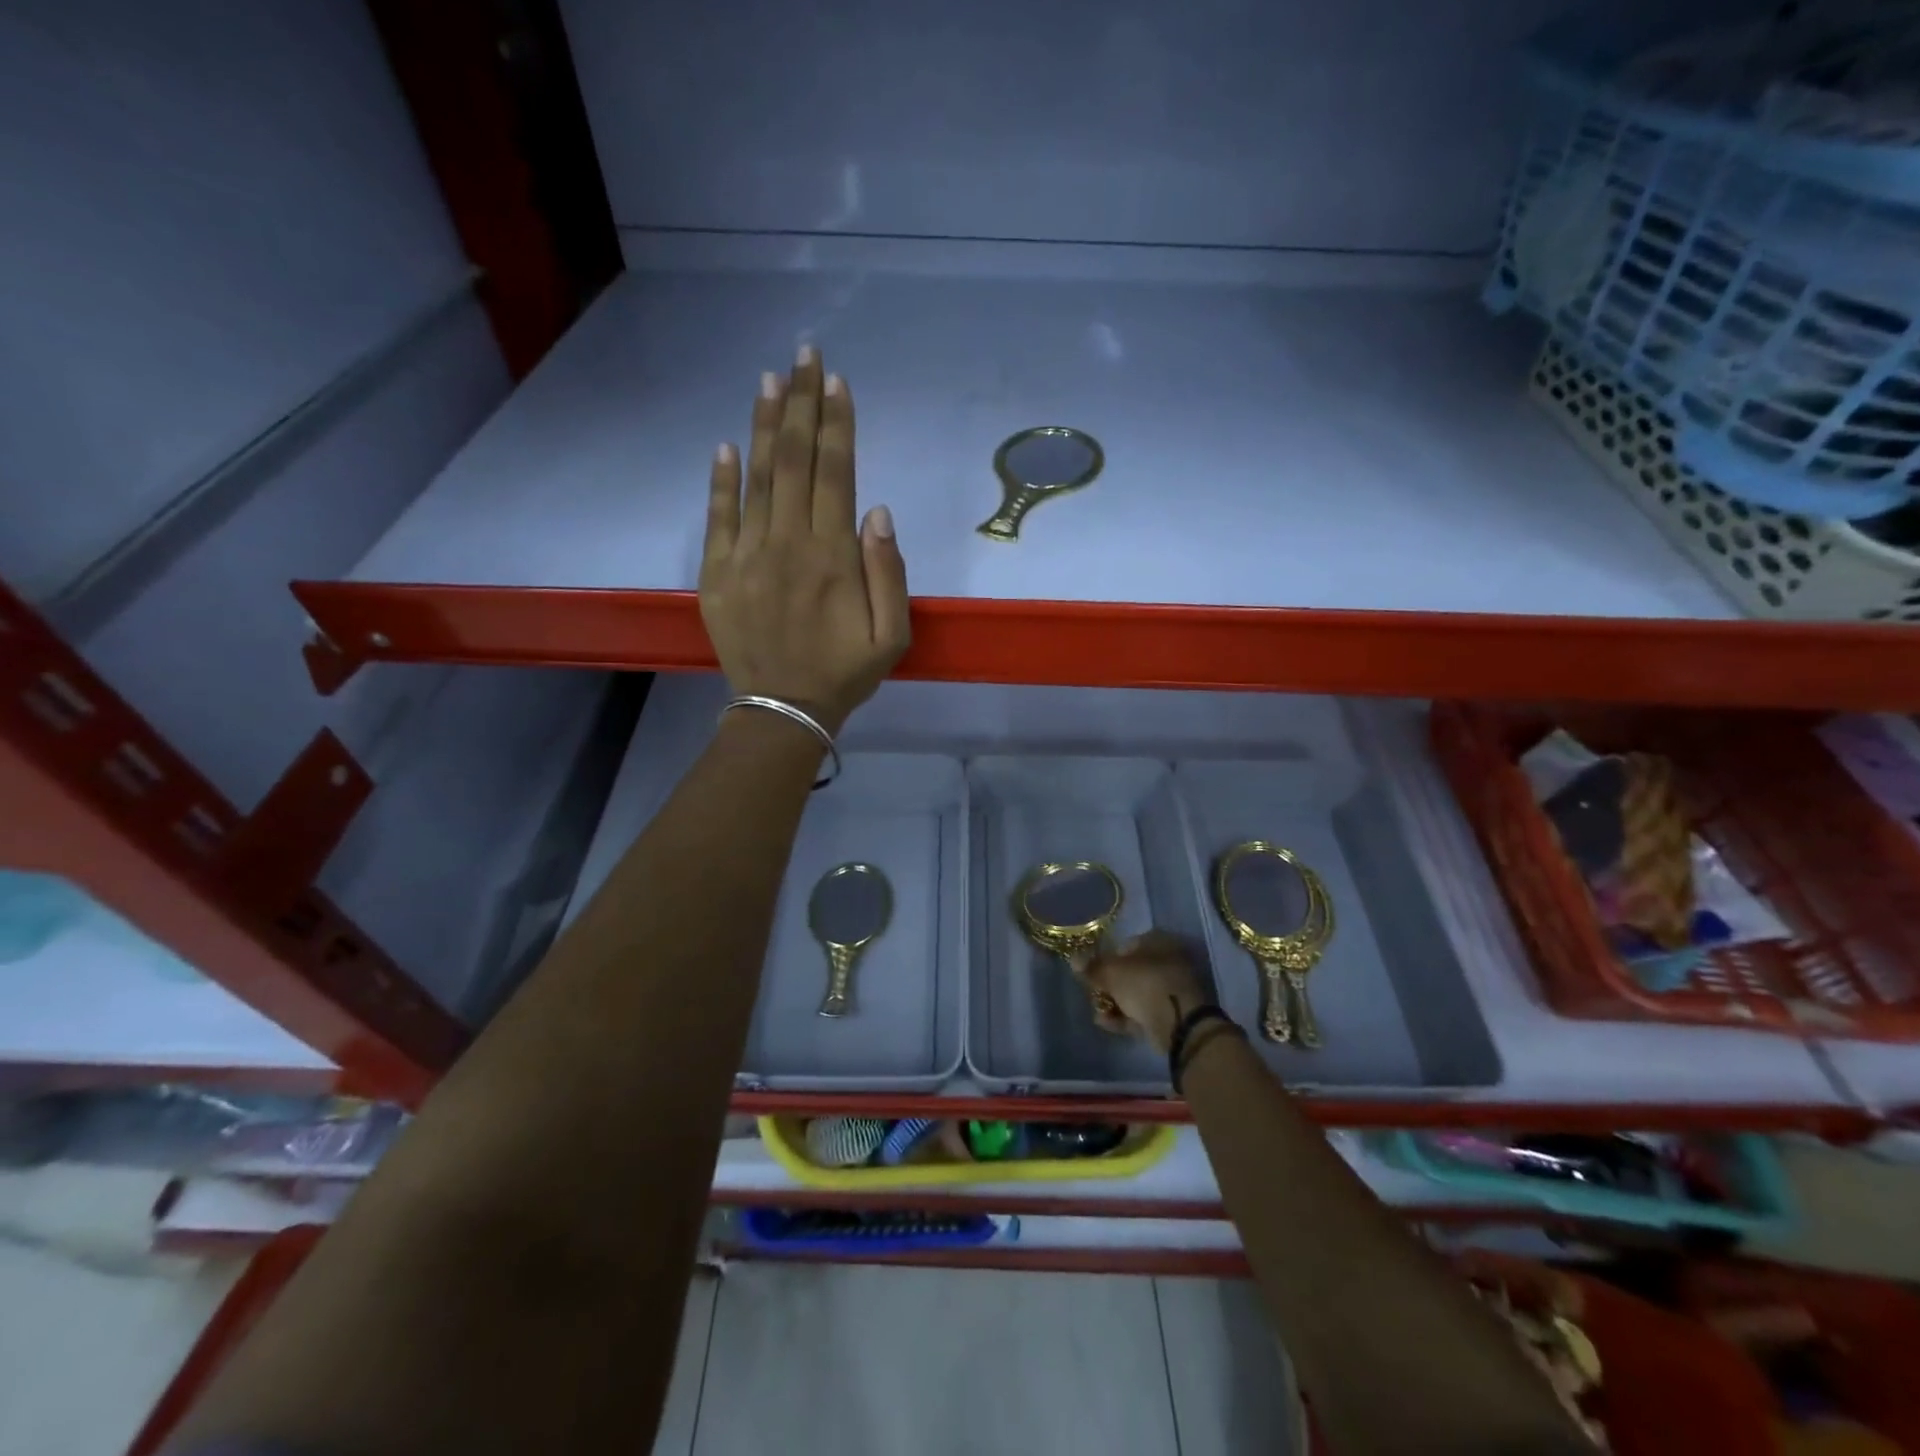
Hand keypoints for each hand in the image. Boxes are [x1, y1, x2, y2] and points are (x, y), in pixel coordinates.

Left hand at [700, 346, 909, 734]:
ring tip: (768, 380)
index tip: (836, 382)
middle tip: (804, 356)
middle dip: (800, 404)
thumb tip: (877, 511)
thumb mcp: (892, 634)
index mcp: (833, 557)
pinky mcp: (717, 573)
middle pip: (793, 461)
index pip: (835, 473)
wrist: (784, 709)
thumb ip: (889, 572)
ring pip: (755, 478)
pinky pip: (717, 517)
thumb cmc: (845, 672)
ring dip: (762, 425)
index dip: (836, 424)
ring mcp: (746, 556)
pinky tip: (725, 444)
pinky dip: (720, 479)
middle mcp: (787, 544)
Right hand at [1083, 931, 1213, 1052]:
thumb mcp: (1112, 973)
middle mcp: (1168, 962)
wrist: (1179, 1024)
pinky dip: (1125, 1017)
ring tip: (1097, 1011)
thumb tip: (1073, 959)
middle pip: (1131, 971)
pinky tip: (1105, 1023)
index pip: (1127, 944)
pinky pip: (1143, 1013)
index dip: (1107, 957)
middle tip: (1093, 993)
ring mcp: (1171, 989)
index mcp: (1158, 942)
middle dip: (1111, 984)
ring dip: (1116, 1002)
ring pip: (1137, 993)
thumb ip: (1092, 967)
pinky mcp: (1172, 1014)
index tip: (1093, 971)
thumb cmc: (1145, 984)